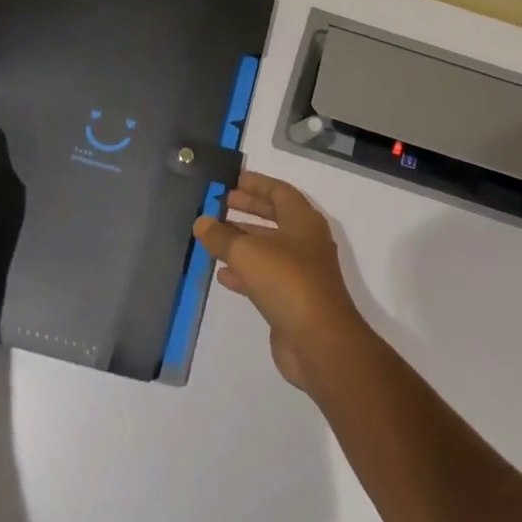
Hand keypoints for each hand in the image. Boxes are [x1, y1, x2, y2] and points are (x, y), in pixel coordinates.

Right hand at [194, 171, 366, 391]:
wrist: (319, 341)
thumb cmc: (287, 282)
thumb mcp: (248, 253)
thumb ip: (221, 236)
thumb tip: (202, 223)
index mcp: (303, 220)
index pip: (278, 191)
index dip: (255, 184)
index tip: (230, 180)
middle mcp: (305, 241)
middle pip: (274, 217)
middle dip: (247, 209)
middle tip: (218, 204)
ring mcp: (300, 271)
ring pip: (267, 248)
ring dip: (242, 241)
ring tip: (212, 237)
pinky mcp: (291, 298)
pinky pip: (264, 276)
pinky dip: (244, 271)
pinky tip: (221, 274)